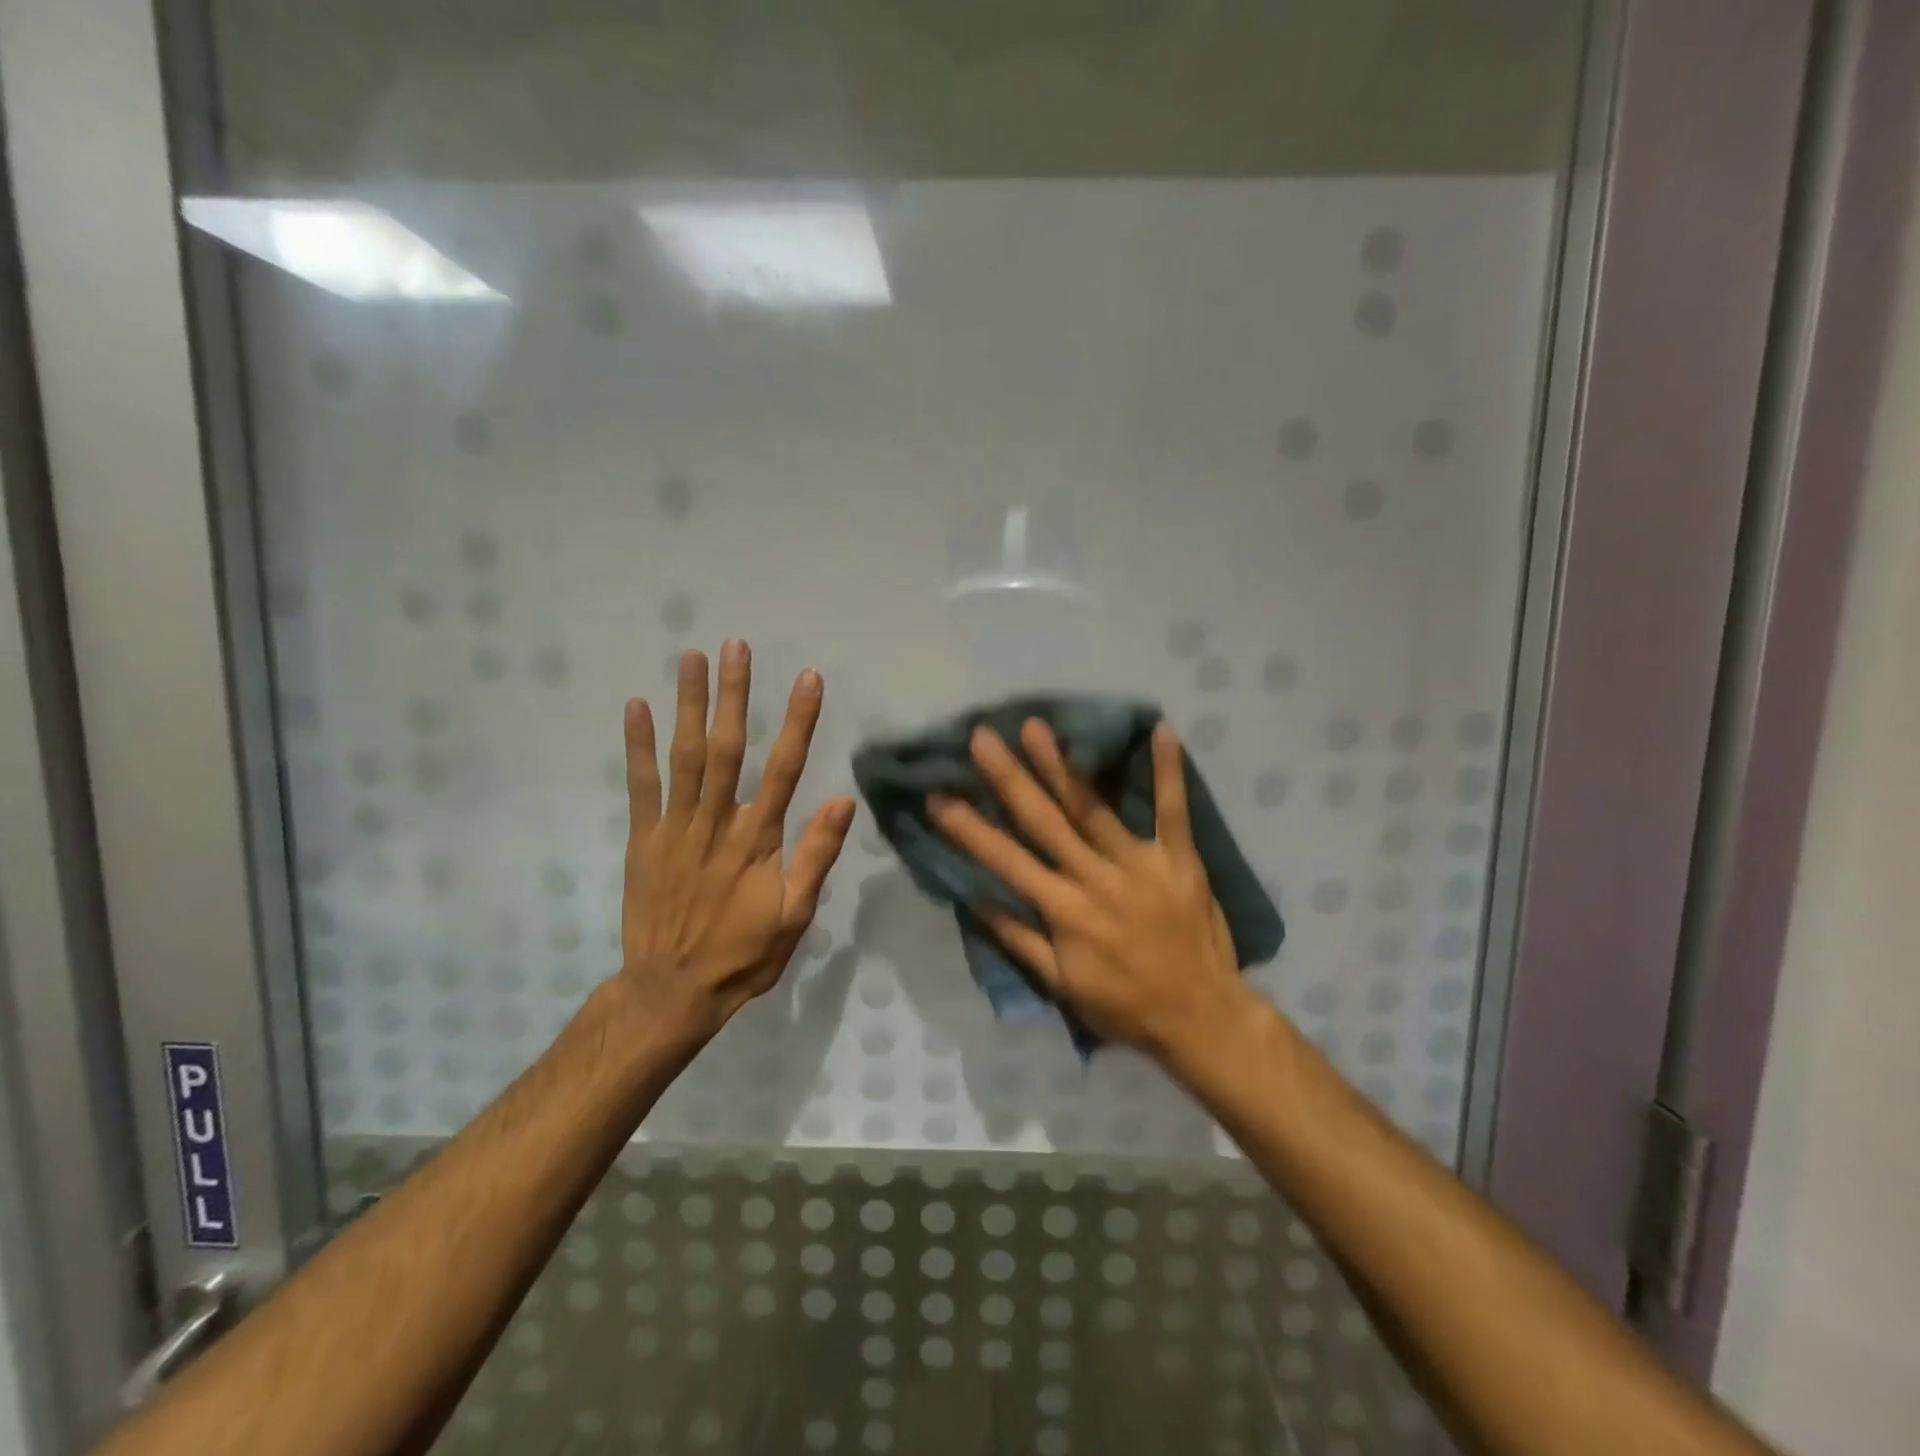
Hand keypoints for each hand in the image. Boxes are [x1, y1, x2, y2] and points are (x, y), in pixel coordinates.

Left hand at [619, 642, 855, 1037]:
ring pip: (685, 757)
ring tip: (692, 658)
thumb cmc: (743, 954)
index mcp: (758, 840)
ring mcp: (675, 829)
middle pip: (728, 749)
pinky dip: (638, 747)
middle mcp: (717, 823)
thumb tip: (843, 802)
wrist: (672, 990)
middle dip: (734, 695)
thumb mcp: (796, 916)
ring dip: (689, 705)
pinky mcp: (643, 839)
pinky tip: (637, 708)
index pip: (784, 769)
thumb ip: (816, 856)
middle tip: (737, 647)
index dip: (798, 722)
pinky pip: (640, 787)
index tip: (808, 679)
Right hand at [927, 718, 1252, 1061]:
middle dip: (1009, 778)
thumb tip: (975, 897)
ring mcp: (1140, 863)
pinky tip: (1160, 729)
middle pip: (1045, 821)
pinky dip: (1168, 771)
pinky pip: (1173, 810)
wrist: (1202, 1018)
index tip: (938, 796)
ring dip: (1062, 765)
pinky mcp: (1180, 858)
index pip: (1007, 861)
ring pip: (1093, 807)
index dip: (969, 829)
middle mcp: (1096, 878)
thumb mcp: (1062, 985)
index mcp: (1064, 910)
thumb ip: (1019, 939)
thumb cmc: (1125, 1004)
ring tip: (1035, 728)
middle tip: (982, 738)